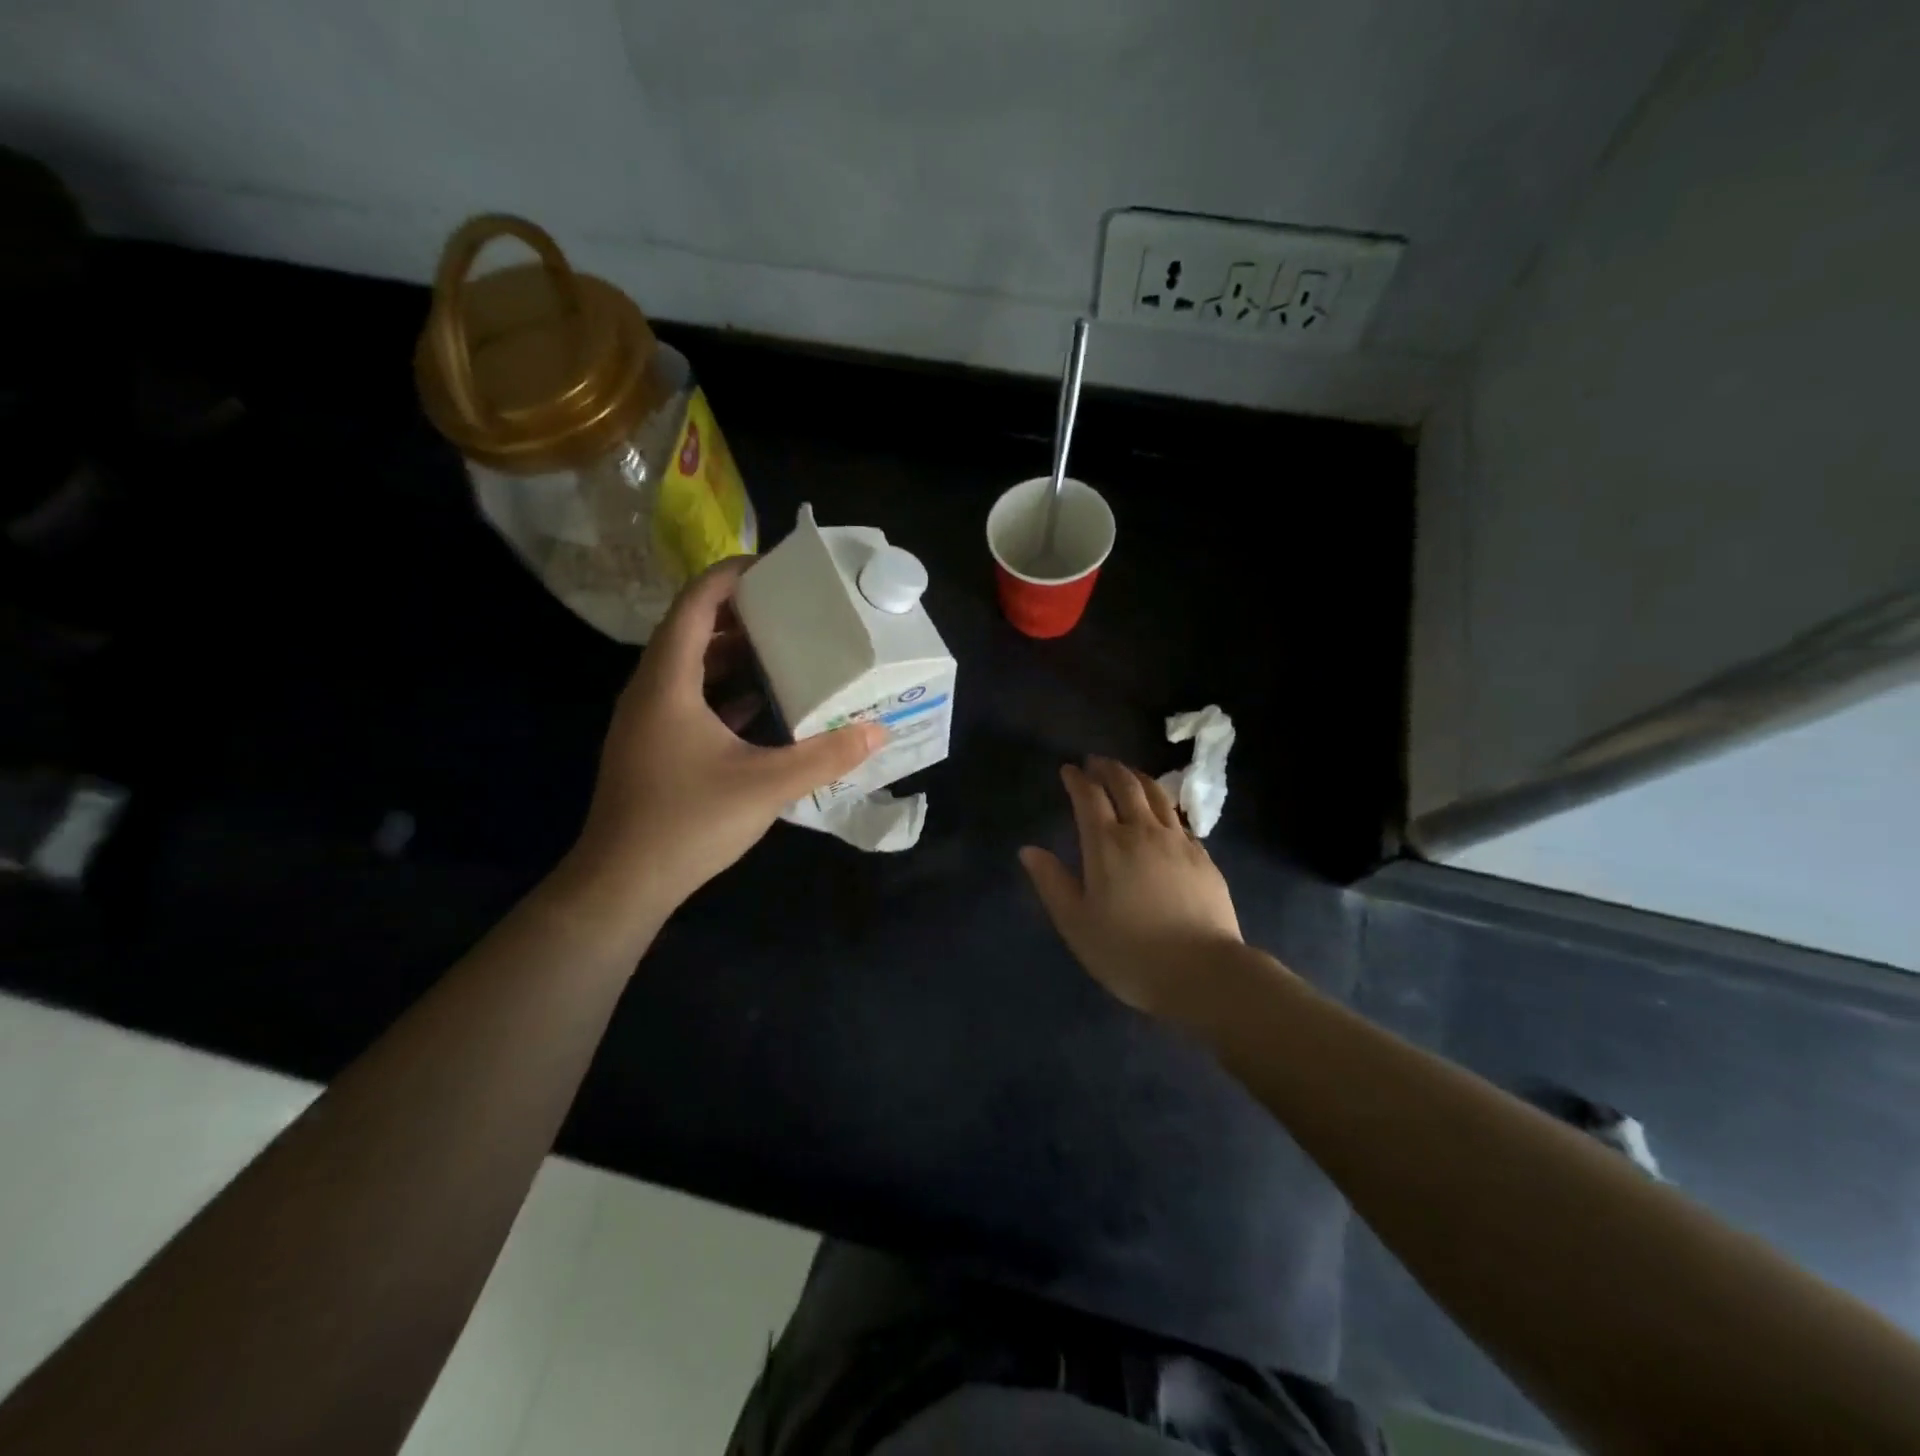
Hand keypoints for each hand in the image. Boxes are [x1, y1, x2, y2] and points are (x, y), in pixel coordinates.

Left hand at [569, 559, 883, 917]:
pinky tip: (762, 704)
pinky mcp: (653, 747)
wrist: (623, 882)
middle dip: (739, 613)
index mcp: (669, 683)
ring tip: (783, 647)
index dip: (729, 577)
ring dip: (732, 653)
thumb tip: (878, 731)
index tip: (773, 568)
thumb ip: (825, 755)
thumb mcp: (767, 786)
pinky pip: (689, 699)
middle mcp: (651, 691)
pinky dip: (724, 691)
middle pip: (691, 630)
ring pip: (689, 668)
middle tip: (790, 608)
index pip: (695, 605)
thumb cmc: (688, 821)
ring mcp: (648, 721)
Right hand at [1019, 757, 1243, 1017]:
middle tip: (1096, 762)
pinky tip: (1162, 814)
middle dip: (1108, 768)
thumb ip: (1051, 882)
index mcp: (1106, 844)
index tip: (1068, 770)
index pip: (1089, 797)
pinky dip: (1163, 806)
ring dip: (1138, 778)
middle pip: (1126, 785)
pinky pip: (1178, 819)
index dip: (1077, 779)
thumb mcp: (1076, 923)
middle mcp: (1143, 831)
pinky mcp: (1203, 857)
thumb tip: (1028, 850)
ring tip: (1128, 774)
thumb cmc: (1128, 952)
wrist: (1202, 972)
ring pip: (1157, 795)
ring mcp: (1178, 841)